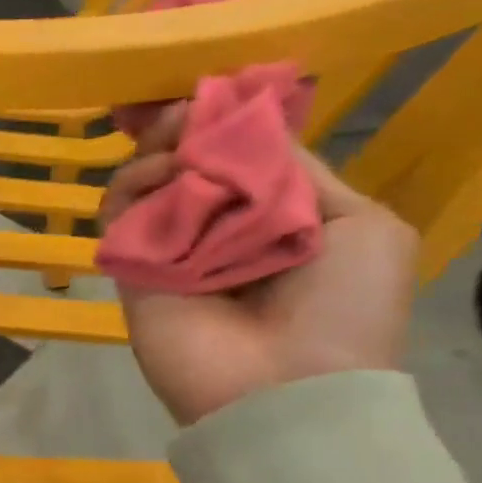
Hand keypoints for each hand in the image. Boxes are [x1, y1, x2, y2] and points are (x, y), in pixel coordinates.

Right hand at [100, 109, 418, 424]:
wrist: (288, 390)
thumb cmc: (343, 309)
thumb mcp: (361, 226)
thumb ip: (302, 171)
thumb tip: (243, 131)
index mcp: (274, 215)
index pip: (237, 155)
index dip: (221, 121)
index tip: (210, 92)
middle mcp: (218, 226)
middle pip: (186, 162)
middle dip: (182, 128)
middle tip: (179, 112)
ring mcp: (171, 248)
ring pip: (146, 182)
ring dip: (156, 152)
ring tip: (169, 143)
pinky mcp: (131, 268)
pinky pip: (119, 216)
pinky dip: (131, 187)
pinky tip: (155, 176)